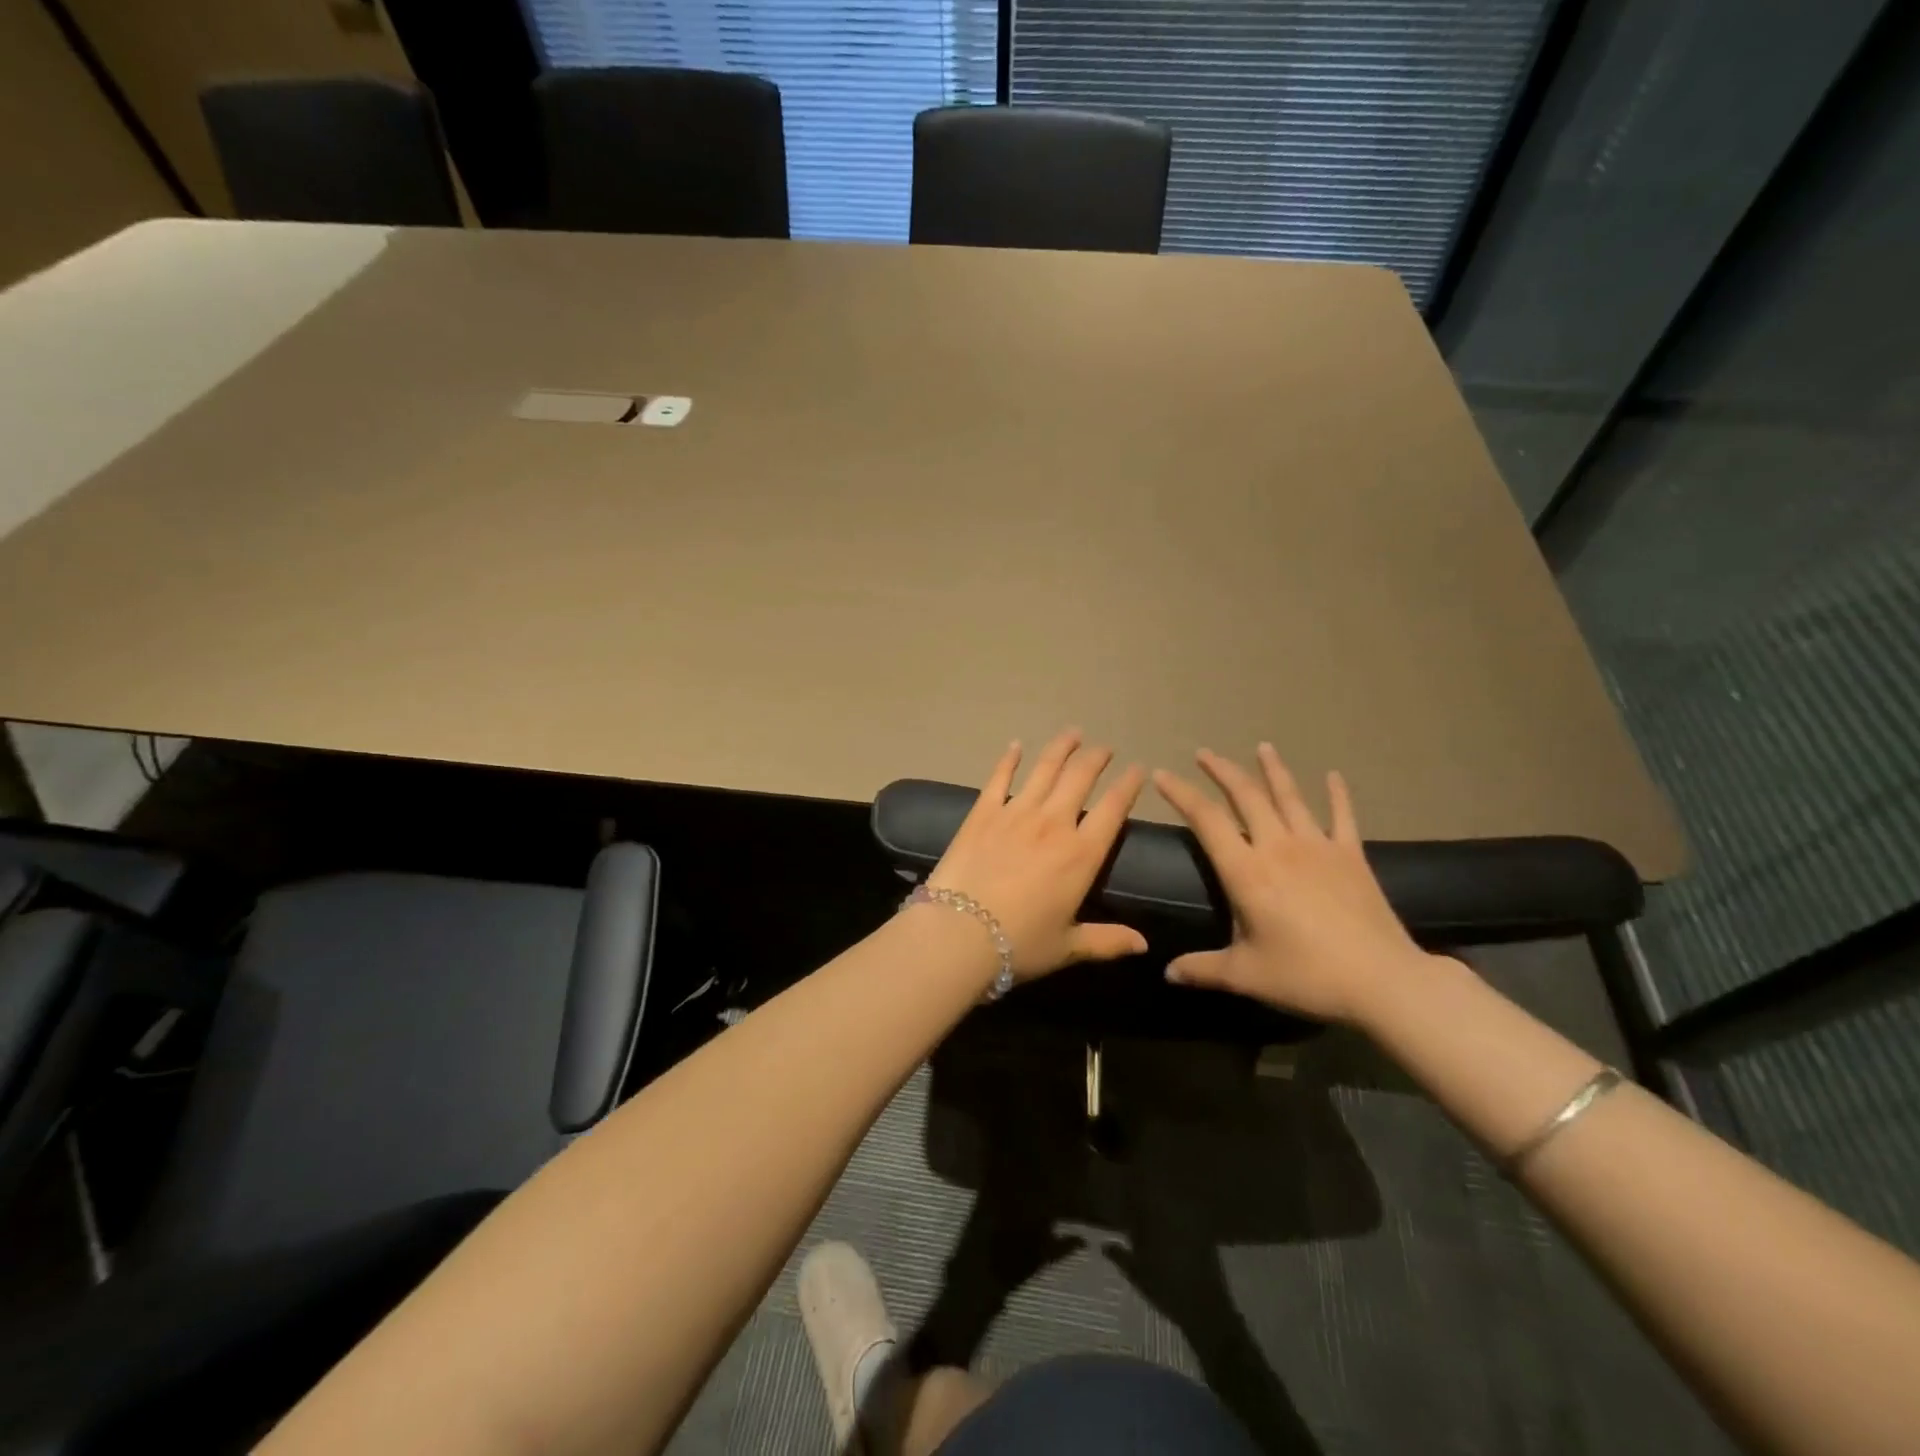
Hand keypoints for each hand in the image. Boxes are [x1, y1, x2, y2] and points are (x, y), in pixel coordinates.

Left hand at [928, 730, 1148, 979]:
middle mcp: (1053, 823)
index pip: (1114, 809)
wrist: (959, 933)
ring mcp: (1016, 813)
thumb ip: (1108, 941)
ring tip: (1073, 733)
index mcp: (1081, 854)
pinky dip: (1009, 759)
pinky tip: (1015, 745)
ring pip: (1045, 769)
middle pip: (1080, 778)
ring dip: (1061, 748)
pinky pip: (999, 777)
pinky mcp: (983, 812)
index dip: (1128, 786)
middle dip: (1096, 759)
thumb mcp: (1068, 946)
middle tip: (1104, 748)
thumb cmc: (1019, 944)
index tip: (1137, 769)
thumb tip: (1145, 945)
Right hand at [1152, 745, 1430, 1023]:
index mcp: (1246, 872)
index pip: (1206, 820)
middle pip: (1246, 796)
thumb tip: (1167, 973)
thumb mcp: (1247, 976)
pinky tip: (1333, 775)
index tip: (1162, 774)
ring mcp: (1319, 846)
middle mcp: (1278, 847)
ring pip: (1290, 796)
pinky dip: (1337, 794)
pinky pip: (1342, 816)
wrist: (1384, 981)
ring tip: (1262, 746)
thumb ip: (1203, 969)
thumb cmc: (1307, 976)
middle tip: (1204, 753)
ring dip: (1273, 770)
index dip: (1182, 794)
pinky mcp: (1351, 856)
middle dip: (1222, 770)